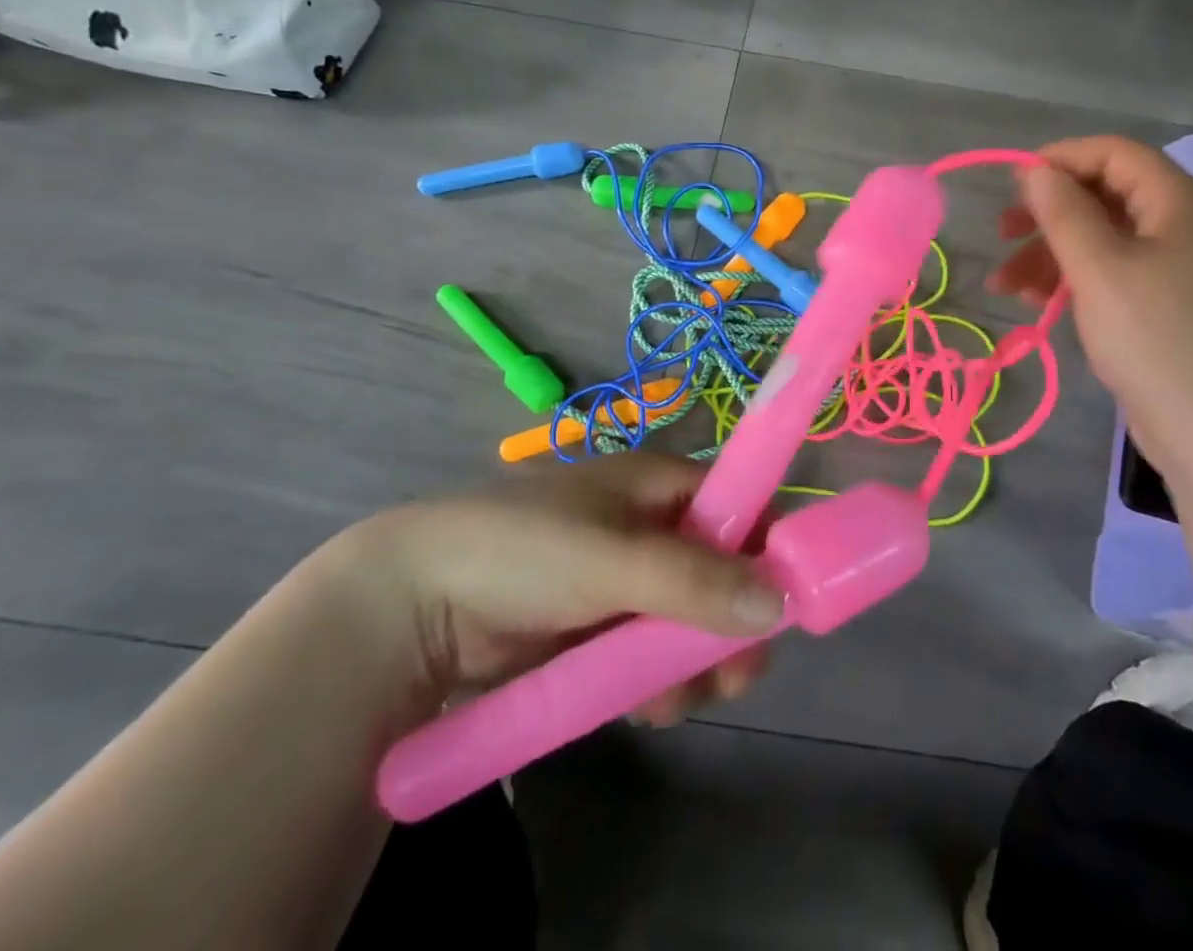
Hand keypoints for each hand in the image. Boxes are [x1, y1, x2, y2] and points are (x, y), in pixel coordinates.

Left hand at [334, 454, 780, 730]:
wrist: (411, 604)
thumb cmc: (522, 551)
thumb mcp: (613, 560)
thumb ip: (695, 580)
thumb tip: (781, 602)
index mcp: (660, 485)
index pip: (740, 506)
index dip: (766, 549)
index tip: (778, 607)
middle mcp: (652, 526)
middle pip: (722, 571)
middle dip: (730, 625)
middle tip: (731, 678)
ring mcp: (625, 580)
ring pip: (690, 620)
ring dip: (694, 662)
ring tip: (674, 701)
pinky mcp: (599, 627)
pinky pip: (652, 651)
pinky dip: (658, 679)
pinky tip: (647, 707)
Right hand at [989, 136, 1192, 472]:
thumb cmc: (1154, 336)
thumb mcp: (1098, 268)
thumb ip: (1063, 212)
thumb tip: (1034, 170)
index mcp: (1176, 202)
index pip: (1115, 153)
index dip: (1062, 158)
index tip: (1014, 182)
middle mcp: (1178, 226)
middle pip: (1103, 196)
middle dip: (1048, 212)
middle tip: (1003, 232)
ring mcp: (1171, 268)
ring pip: (1100, 240)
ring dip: (1049, 254)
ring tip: (1003, 285)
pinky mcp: (1160, 305)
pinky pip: (1109, 274)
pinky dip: (1070, 280)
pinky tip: (1033, 302)